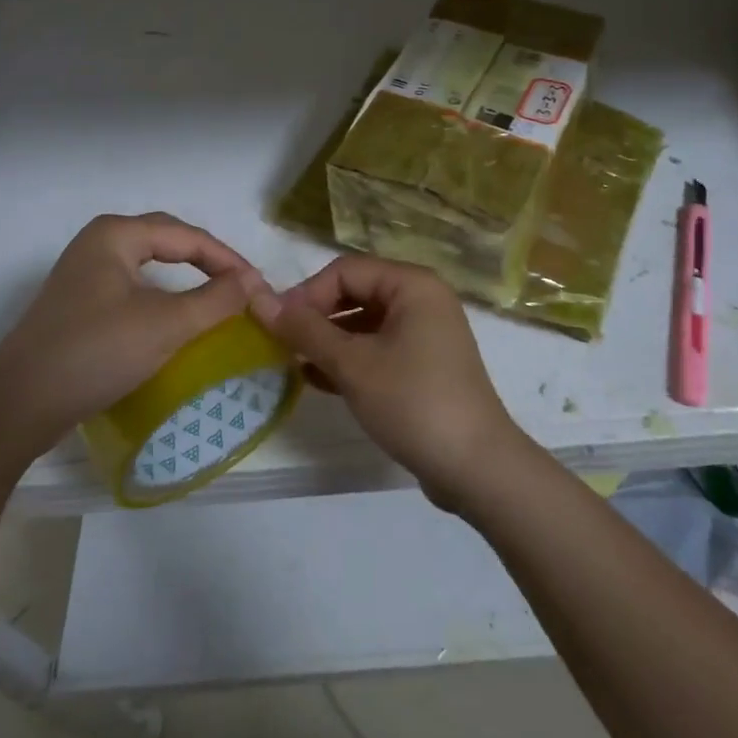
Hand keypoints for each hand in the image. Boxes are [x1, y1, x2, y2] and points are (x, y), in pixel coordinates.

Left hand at [0, 213, 268, 454]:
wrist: (16, 407)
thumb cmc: (95, 352)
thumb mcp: (166, 324)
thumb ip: (216, 299)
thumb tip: (254, 282)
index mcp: (116, 234)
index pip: (188, 236)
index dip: (228, 259)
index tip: (259, 287)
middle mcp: (98, 244)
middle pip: (168, 241)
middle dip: (208, 261)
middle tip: (240, 286)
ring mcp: (84, 275)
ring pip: (149, 265)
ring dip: (186, 278)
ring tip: (217, 298)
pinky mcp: (78, 306)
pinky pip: (133, 288)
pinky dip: (163, 297)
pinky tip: (174, 318)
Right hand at [252, 254, 529, 509]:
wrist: (476, 467)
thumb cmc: (413, 402)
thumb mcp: (353, 364)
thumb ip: (306, 330)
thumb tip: (261, 301)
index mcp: (412, 285)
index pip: (346, 270)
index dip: (307, 294)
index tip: (276, 326)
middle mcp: (422, 300)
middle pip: (356, 293)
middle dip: (317, 317)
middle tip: (281, 345)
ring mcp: (426, 334)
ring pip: (364, 324)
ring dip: (328, 340)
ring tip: (292, 363)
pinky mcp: (424, 366)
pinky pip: (378, 349)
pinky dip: (348, 360)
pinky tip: (315, 379)